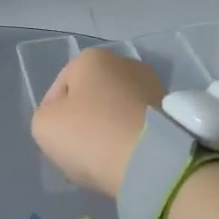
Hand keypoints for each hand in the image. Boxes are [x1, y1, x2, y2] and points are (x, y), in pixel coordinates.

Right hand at [30, 47, 166, 197]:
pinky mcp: (173, 111)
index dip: (52, 114)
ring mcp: (154, 85)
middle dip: (84, 119)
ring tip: (104, 157)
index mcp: (92, 58)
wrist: (152, 160)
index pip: (60, 87)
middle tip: (78, 149)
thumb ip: (46, 116)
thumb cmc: (91, 135)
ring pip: (118, 110)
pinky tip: (126, 158)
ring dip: (109, 128)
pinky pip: (140, 124)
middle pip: (92, 96)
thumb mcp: (44, 126)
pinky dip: (131, 137)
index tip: (55, 140)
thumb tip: (65, 120)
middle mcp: (126, 63)